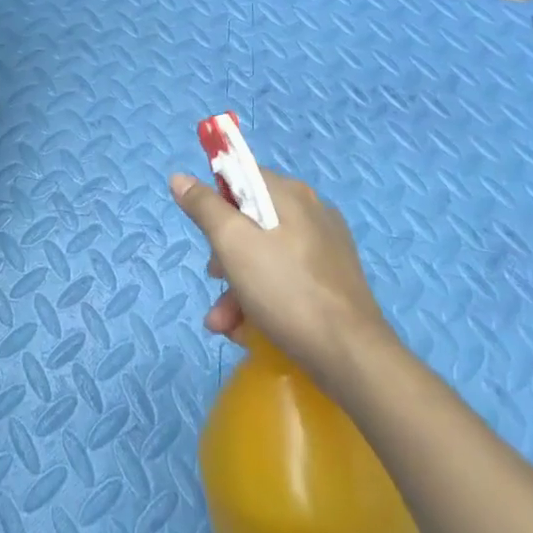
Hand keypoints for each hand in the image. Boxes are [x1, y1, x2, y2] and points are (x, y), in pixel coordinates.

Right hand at [169, 165, 391, 392]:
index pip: (242, 177)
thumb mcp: (232, 243)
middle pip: (252, 220)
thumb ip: (205, 207)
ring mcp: (327, 247)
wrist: (351, 356)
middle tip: (214, 282)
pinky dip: (265, 298)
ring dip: (238, 287)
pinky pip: (288, 278)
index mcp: (289, 193)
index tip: (207, 234)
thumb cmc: (286, 290)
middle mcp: (311, 211)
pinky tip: (250, 332)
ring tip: (225, 325)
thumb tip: (180, 177)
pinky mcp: (335, 281)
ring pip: (267, 255)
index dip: (217, 202)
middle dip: (224, 255)